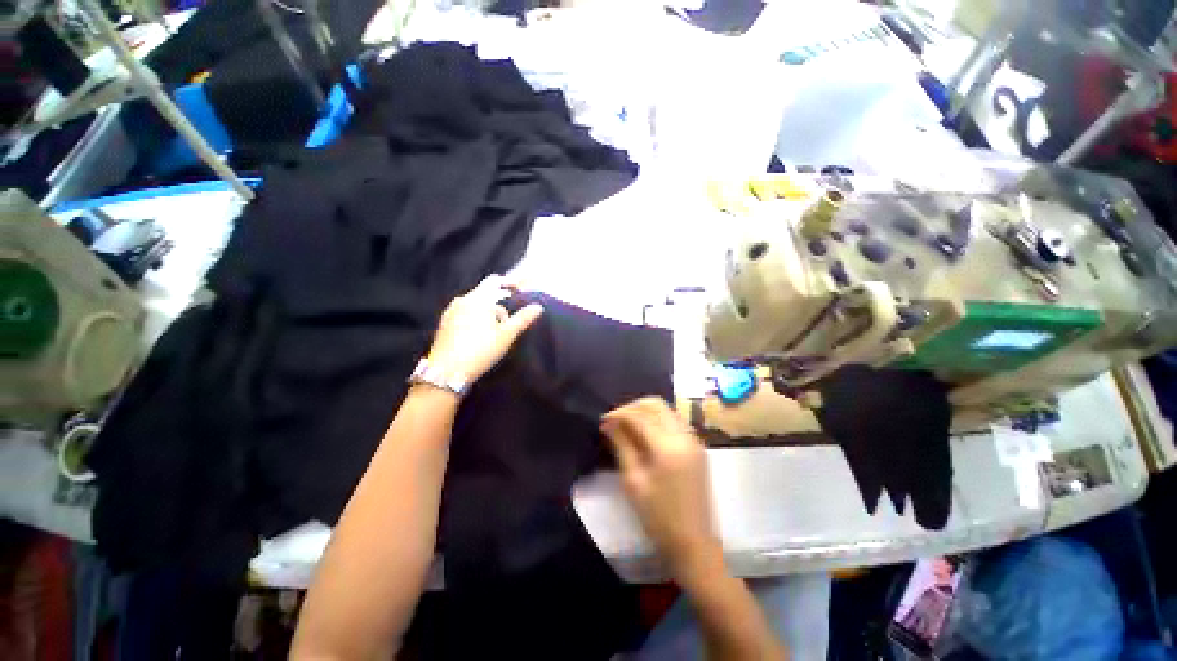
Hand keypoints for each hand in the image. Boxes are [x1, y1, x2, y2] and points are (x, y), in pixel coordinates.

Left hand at [427, 275, 543, 382]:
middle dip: (500, 303)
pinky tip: (480, 335)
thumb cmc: (481, 350)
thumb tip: (538, 307)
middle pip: (485, 293)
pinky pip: (464, 313)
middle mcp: (462, 300)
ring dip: (488, 312)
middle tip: (510, 320)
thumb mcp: (506, 335)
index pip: (495, 281)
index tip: (521, 290)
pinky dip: (476, 317)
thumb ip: (523, 318)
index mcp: (478, 299)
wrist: (447, 371)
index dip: (510, 282)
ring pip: (475, 304)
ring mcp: (451, 311)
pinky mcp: (444, 323)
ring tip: (496, 330)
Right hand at [600, 398, 719, 579]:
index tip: (603, 420)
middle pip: (656, 405)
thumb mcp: (634, 482)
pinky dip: (658, 420)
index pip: (640, 416)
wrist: (694, 544)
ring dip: (646, 411)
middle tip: (615, 420)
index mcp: (668, 447)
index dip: (619, 414)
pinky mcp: (698, 447)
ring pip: (667, 410)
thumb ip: (622, 446)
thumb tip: (608, 423)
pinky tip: (645, 433)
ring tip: (628, 425)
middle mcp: (685, 436)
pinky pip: (675, 421)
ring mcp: (694, 440)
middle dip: (633, 407)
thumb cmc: (659, 518)